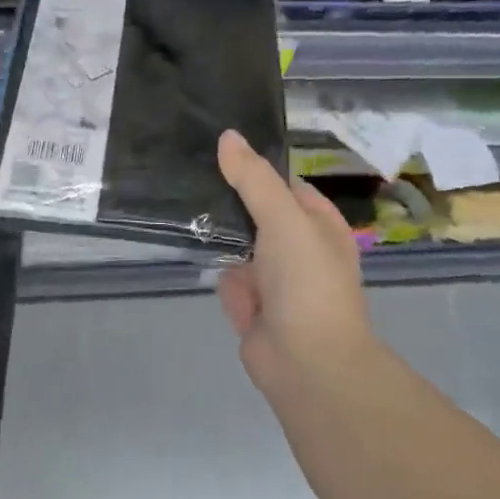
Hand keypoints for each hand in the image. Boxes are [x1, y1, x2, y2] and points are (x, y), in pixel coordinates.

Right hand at [215, 130, 377, 406]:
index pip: (286, 186)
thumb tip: (228, 136)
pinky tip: (190, 251)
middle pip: (259, 216)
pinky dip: (221, 279)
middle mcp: (298, 251)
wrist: (306, 362)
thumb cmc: (307, 282)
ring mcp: (275, 282)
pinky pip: (229, 282)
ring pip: (240, 249)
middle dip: (232, 203)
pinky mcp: (252, 308)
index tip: (217, 150)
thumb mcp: (284, 219)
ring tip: (180, 205)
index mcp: (319, 226)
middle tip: (189, 175)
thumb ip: (254, 179)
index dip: (257, 169)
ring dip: (220, 239)